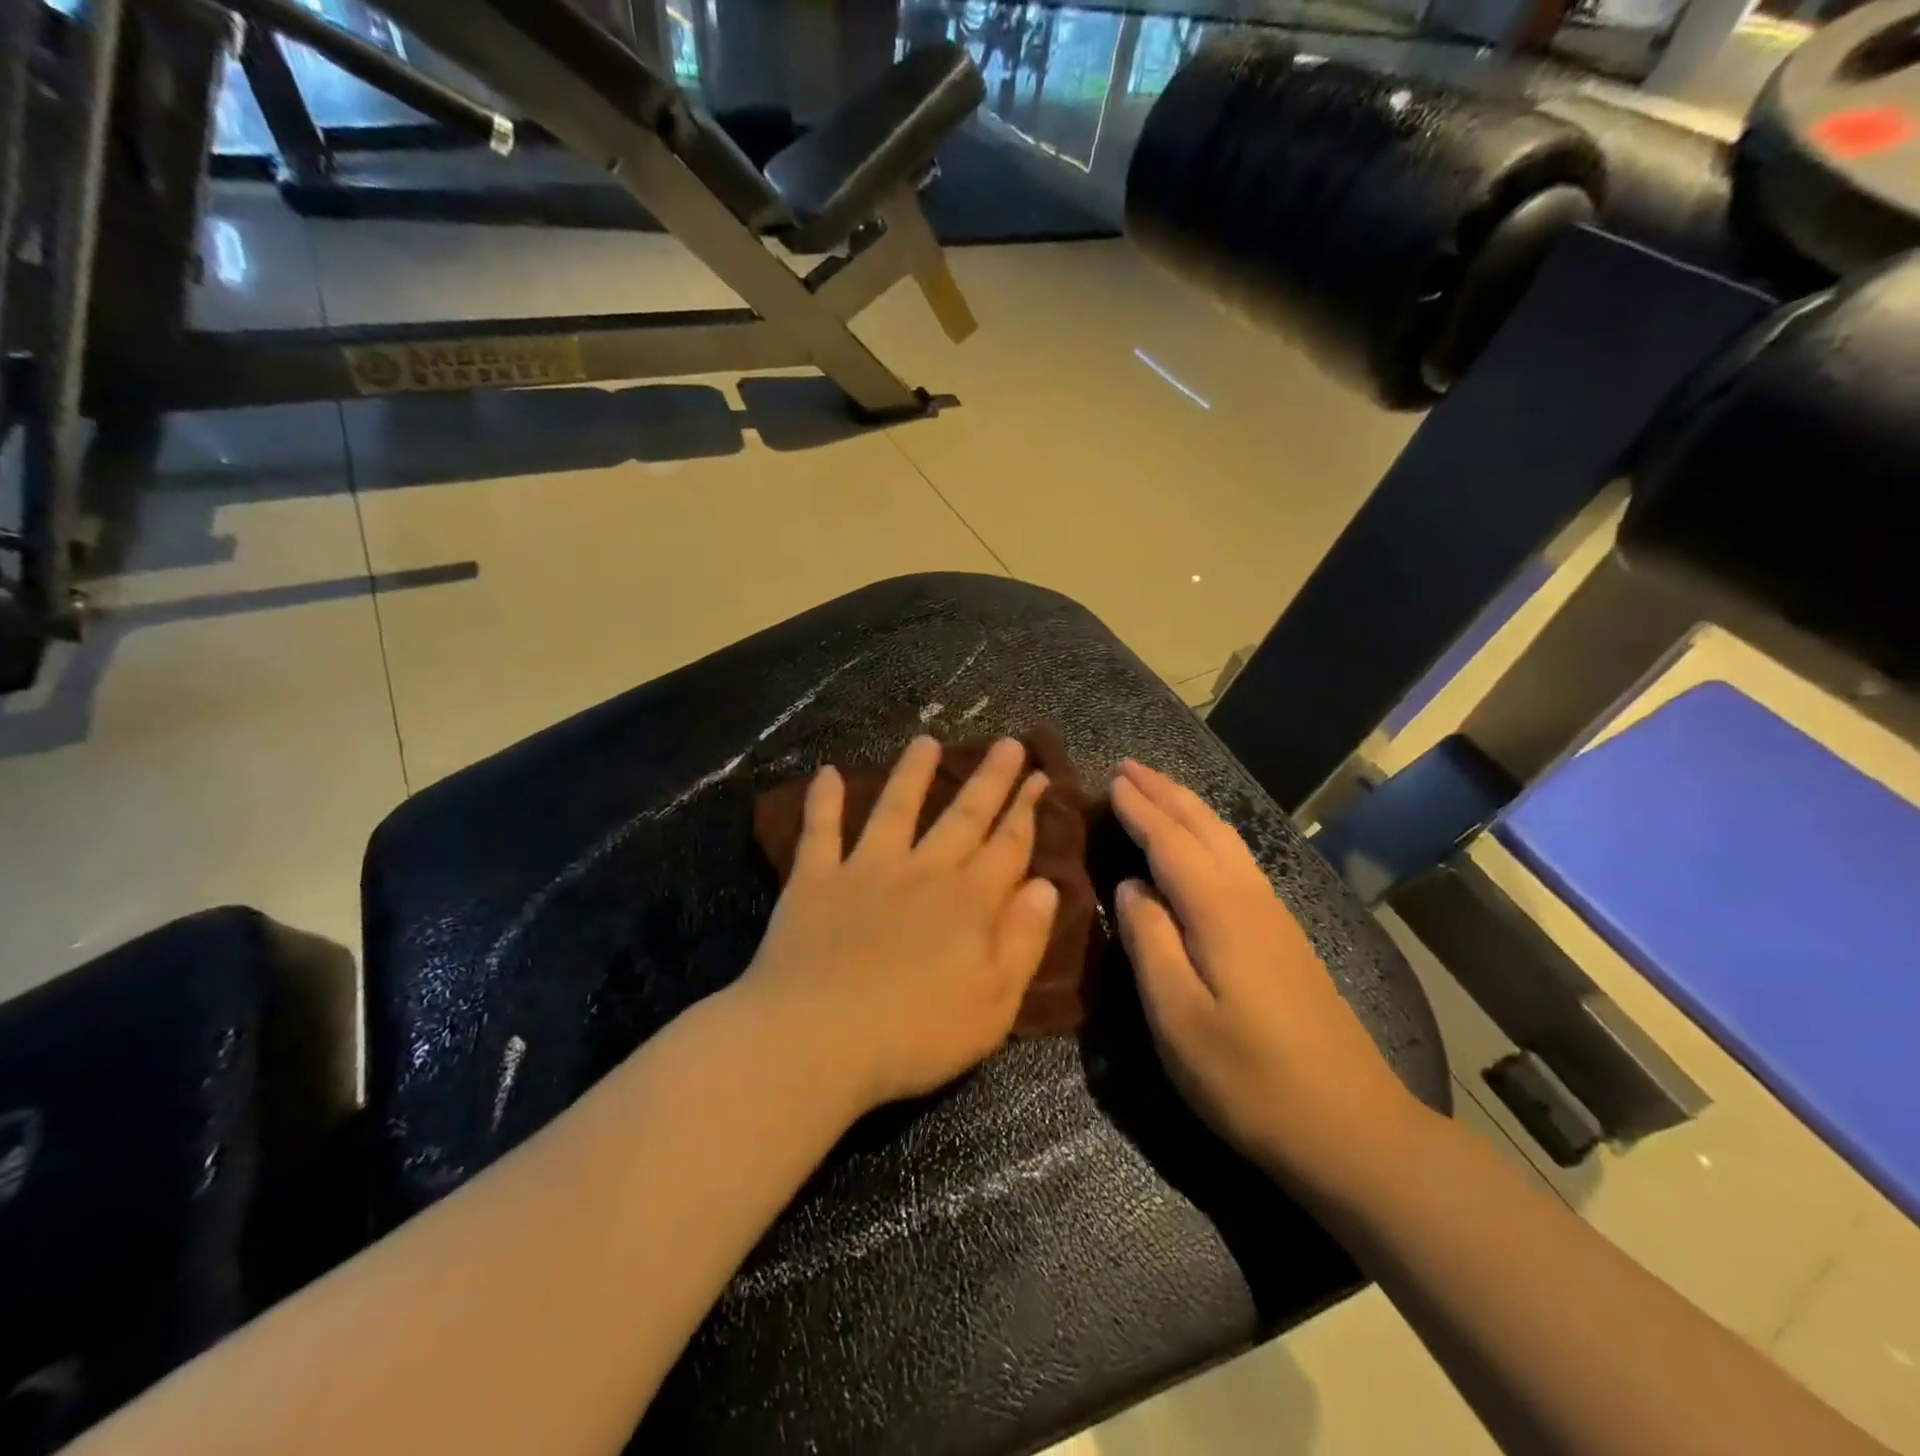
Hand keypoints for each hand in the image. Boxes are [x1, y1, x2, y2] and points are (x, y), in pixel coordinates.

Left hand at [739, 736, 1060, 1115]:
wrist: (815, 1041)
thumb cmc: (914, 1035)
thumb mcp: (994, 1004)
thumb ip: (1022, 941)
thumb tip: (1045, 887)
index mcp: (969, 903)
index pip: (1008, 847)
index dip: (1027, 811)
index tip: (1041, 777)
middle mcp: (922, 872)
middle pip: (963, 817)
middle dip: (990, 779)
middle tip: (1007, 744)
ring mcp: (865, 871)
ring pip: (895, 809)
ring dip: (913, 773)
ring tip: (926, 741)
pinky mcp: (815, 881)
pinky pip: (820, 832)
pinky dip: (822, 801)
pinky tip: (824, 772)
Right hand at [1110, 760, 1420, 1196]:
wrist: (1354, 1129)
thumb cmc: (1250, 1079)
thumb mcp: (1178, 1018)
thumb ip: (1150, 942)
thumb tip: (1130, 886)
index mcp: (1220, 912)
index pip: (1171, 842)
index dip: (1139, 809)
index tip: (1110, 779)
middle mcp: (1251, 899)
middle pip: (1205, 828)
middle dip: (1165, 793)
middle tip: (1129, 767)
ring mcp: (1275, 917)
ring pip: (1228, 840)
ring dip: (1189, 808)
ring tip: (1159, 791)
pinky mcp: (1286, 939)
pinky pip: (1239, 861)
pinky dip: (1210, 835)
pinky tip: (1203, 846)